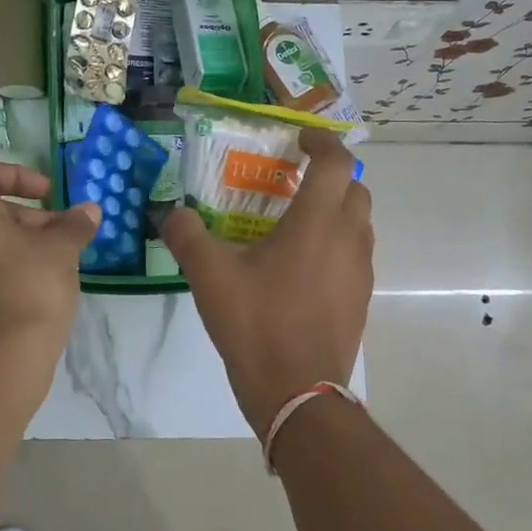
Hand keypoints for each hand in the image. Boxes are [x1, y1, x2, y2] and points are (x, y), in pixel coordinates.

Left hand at [0, 162, 100, 362]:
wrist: (6, 354)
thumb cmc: (32, 284)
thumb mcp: (62, 248)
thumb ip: (74, 223)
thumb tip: (90, 210)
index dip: (21, 177)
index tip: (50, 194)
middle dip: (28, 215)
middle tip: (62, 231)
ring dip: (19, 240)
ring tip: (55, 257)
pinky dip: (3, 262)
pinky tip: (36, 280)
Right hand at [163, 129, 372, 435]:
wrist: (298, 392)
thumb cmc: (257, 324)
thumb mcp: (209, 275)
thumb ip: (187, 234)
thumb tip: (172, 212)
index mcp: (317, 222)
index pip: (336, 162)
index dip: (321, 141)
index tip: (299, 139)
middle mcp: (348, 239)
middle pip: (355, 190)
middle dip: (330, 177)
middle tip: (294, 182)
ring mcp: (360, 272)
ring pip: (358, 224)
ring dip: (335, 212)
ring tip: (295, 224)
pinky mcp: (360, 300)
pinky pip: (354, 256)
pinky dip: (335, 245)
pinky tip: (300, 268)